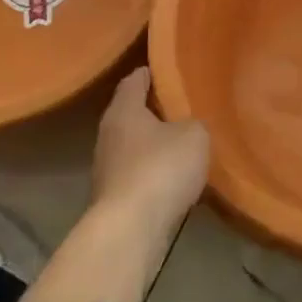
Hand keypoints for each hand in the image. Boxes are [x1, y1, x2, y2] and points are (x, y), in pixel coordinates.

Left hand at [92, 68, 209, 232]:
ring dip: (154, 145)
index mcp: (123, 110)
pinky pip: (137, 174)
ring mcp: (106, 168)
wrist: (130, 230)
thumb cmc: (161, 168)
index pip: (134, 80)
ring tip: (183, 144)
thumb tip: (187, 128)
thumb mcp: (194, 135)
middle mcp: (108, 134)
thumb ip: (193, 123)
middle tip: (184, 108)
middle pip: (131, 113)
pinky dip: (153, 172)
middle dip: (154, 110)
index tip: (170, 71)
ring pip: (134, 145)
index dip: (152, 73)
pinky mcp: (112, 198)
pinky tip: (174, 178)